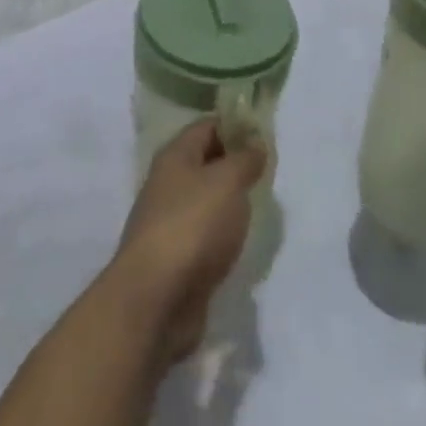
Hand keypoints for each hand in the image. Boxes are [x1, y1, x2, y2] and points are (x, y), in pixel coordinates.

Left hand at [109, 119, 264, 360]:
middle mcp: (169, 182)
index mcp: (176, 155)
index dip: (237, 124)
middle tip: (270, 170)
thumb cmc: (193, 226)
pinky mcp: (176, 258)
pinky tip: (242, 240)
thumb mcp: (228, 181)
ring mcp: (170, 221)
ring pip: (207, 199)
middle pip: (207, 161)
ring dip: (231, 201)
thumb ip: (245, 159)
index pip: (208, 125)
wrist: (155, 300)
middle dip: (236, 163)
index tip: (266, 134)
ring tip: (261, 204)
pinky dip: (223, 233)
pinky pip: (205, 233)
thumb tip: (255, 143)